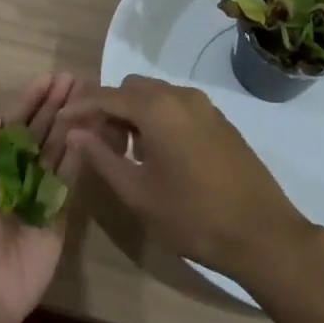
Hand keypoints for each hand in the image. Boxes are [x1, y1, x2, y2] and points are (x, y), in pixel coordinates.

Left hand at [0, 72, 82, 322]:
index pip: (13, 125)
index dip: (29, 101)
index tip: (48, 78)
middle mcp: (15, 177)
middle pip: (38, 133)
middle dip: (53, 105)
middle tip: (73, 78)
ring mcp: (38, 195)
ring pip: (56, 151)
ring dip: (69, 123)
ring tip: (86, 96)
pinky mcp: (58, 214)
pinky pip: (68, 180)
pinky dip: (78, 155)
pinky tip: (87, 130)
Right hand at [60, 75, 314, 284]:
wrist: (263, 233)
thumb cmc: (193, 216)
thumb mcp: (138, 194)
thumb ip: (103, 158)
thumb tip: (76, 133)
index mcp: (157, 108)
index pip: (106, 96)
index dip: (80, 108)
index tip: (60, 123)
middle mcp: (180, 96)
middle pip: (132, 89)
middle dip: (110, 110)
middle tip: (100, 146)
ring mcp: (204, 106)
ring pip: (156, 96)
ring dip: (135, 115)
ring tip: (128, 155)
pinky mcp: (219, 121)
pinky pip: (177, 107)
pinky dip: (159, 120)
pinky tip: (159, 157)